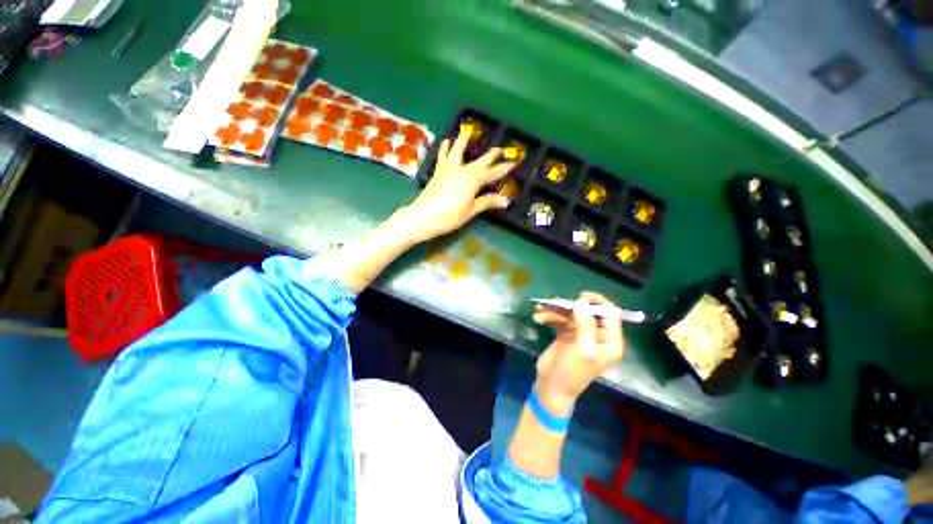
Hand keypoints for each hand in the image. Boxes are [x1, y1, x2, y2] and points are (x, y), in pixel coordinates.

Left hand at [396, 127, 516, 243]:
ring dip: (463, 141)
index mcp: (473, 180)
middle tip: (500, 148)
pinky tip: (446, 141)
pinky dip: (444, 148)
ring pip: (457, 151)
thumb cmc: (450, 216)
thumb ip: (487, 202)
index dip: (503, 169)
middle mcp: (462, 170)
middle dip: (491, 155)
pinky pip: (442, 157)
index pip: (492, 173)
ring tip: (467, 130)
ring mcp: (449, 169)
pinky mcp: (438, 172)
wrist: (423, 216)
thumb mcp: (471, 210)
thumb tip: (505, 201)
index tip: (514, 162)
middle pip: (479, 161)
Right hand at [532, 292, 625, 413]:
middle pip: (587, 311)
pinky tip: (538, 317)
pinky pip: (560, 319)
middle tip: (554, 303)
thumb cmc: (571, 372)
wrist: (551, 387)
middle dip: (569, 306)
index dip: (598, 303)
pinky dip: (550, 316)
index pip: (611, 315)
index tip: (581, 297)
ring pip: (571, 314)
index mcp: (609, 341)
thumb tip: (581, 301)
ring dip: (555, 311)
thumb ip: (585, 324)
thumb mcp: (582, 349)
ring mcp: (580, 334)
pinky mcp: (566, 334)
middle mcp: (597, 335)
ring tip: (540, 310)